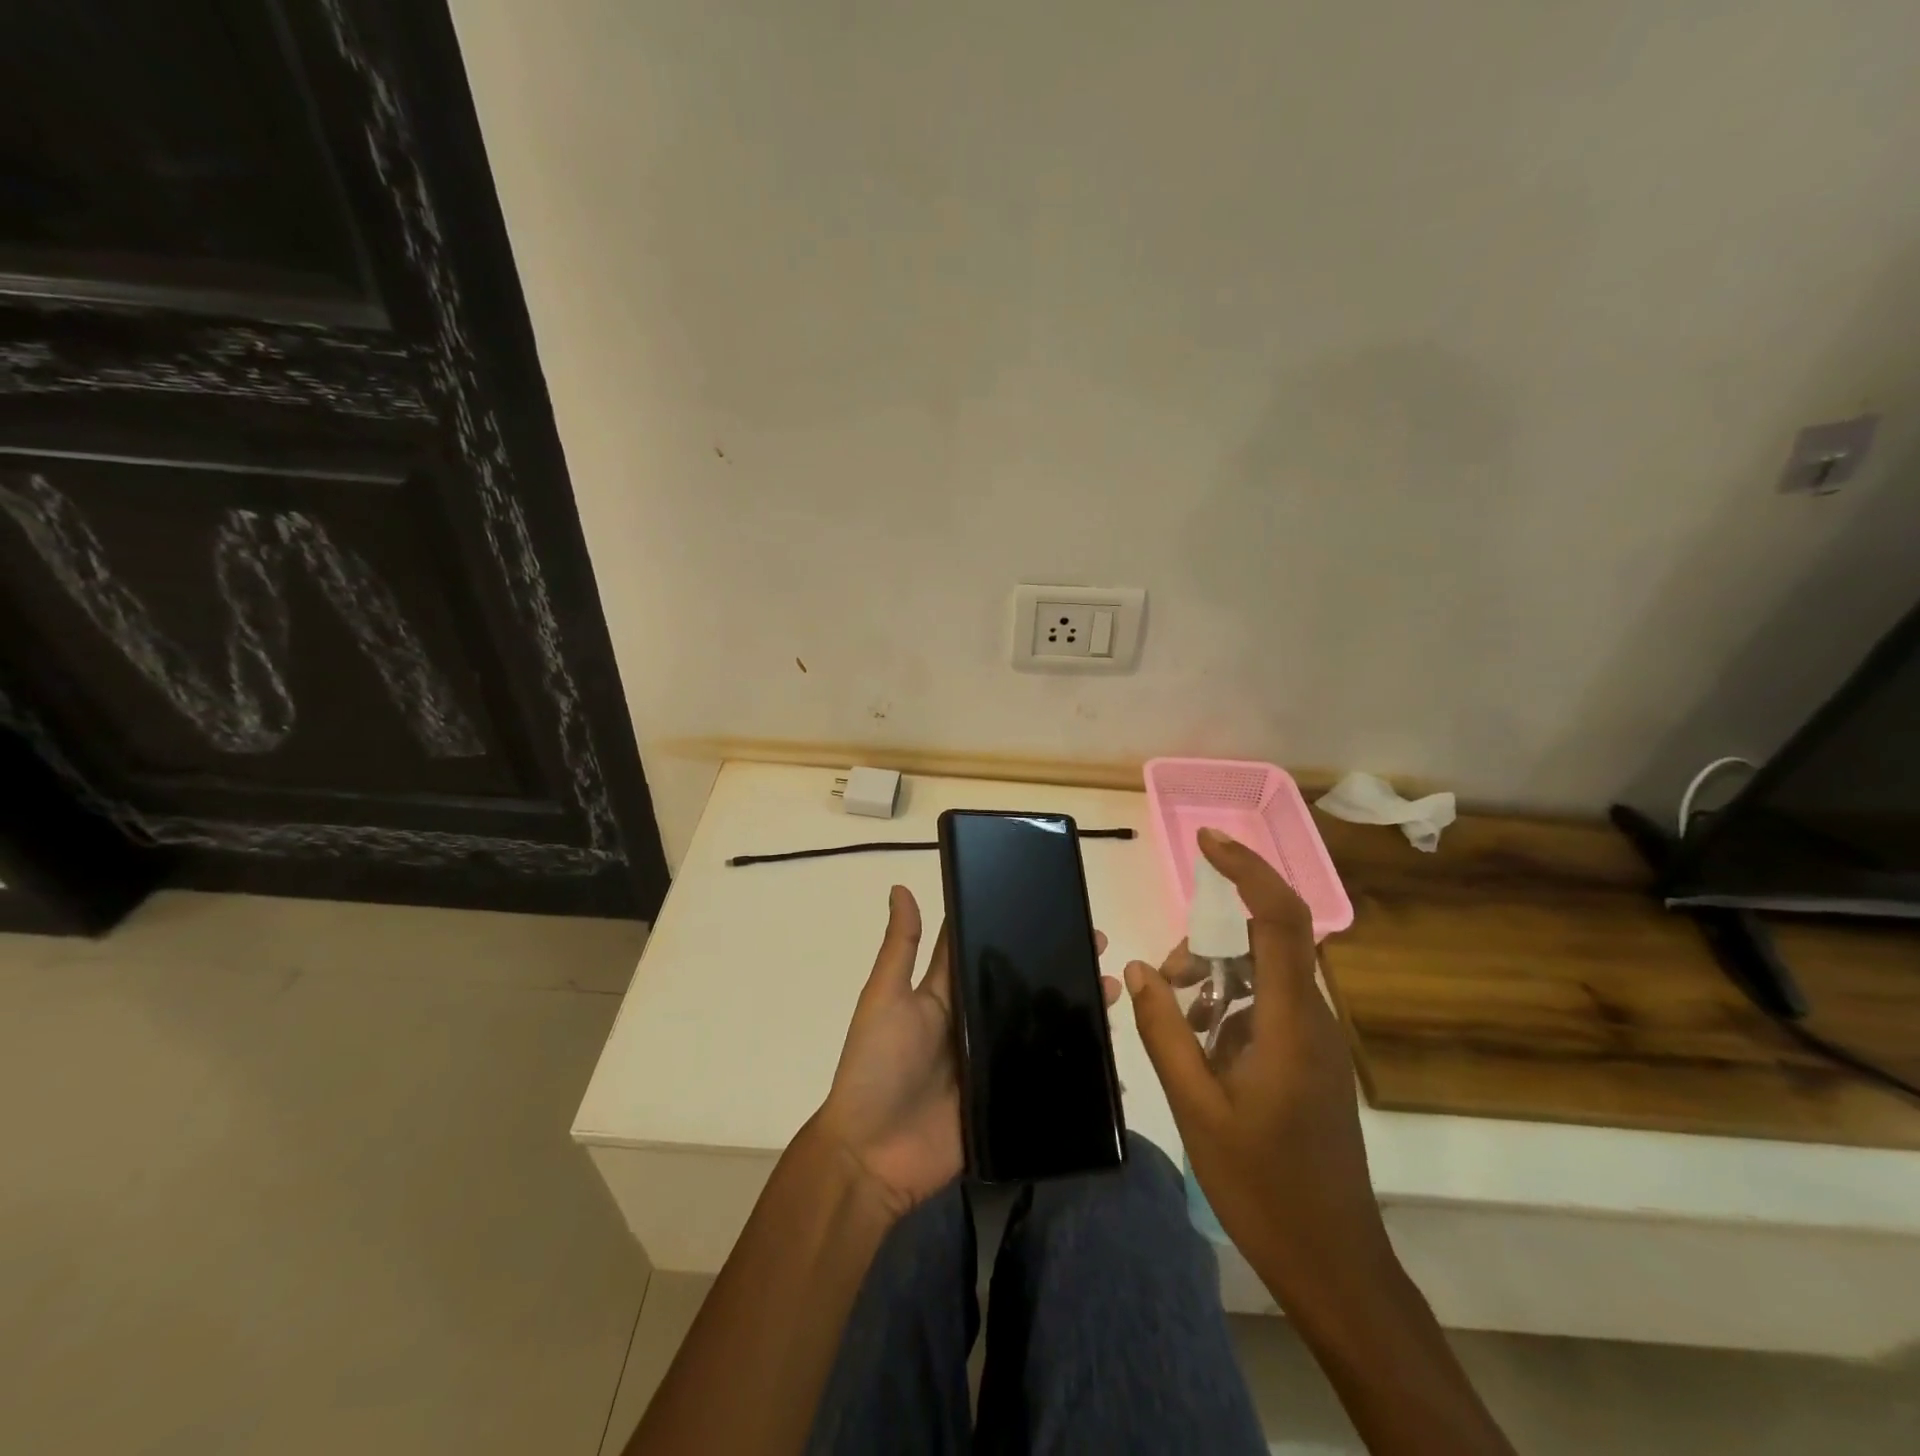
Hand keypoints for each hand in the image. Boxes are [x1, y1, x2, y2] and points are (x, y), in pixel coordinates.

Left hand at [816, 886, 1117, 1220]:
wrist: (872, 1156)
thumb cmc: (876, 1066)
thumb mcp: (885, 998)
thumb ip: (901, 947)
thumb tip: (901, 886)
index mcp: (947, 993)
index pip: (986, 948)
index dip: (1015, 924)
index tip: (1054, 903)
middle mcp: (974, 1021)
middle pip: (1022, 985)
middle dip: (1059, 963)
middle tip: (1099, 946)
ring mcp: (993, 1062)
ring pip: (1041, 1026)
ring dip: (1075, 1007)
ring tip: (1112, 990)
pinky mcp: (1007, 1099)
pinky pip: (1047, 1076)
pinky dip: (1076, 1065)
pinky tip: (1111, 1055)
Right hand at [1124, 829, 1391, 1313]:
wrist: (1333, 1263)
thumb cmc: (1263, 1185)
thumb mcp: (1195, 1106)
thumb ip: (1165, 1030)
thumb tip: (1139, 966)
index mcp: (1292, 1022)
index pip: (1282, 919)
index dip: (1249, 870)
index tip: (1207, 841)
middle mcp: (1312, 1017)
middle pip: (1265, 941)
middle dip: (1209, 941)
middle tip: (1165, 978)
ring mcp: (1314, 1039)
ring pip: (1262, 974)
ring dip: (1213, 977)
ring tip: (1174, 1013)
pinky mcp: (1308, 1059)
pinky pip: (1265, 1006)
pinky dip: (1226, 1006)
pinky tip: (1198, 1046)